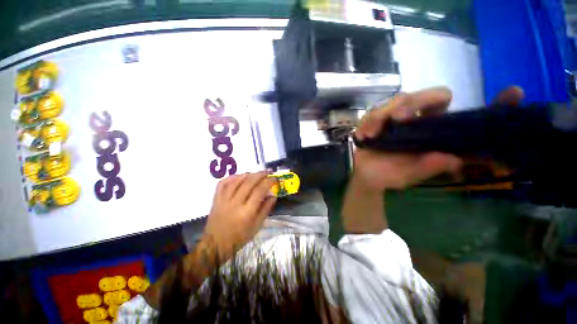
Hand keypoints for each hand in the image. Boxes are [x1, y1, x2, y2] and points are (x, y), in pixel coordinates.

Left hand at [202, 171, 276, 262]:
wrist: (215, 245)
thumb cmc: (239, 238)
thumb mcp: (257, 226)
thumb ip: (266, 209)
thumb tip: (273, 195)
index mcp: (247, 212)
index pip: (260, 191)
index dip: (269, 182)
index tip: (275, 179)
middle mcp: (235, 203)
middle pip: (249, 182)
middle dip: (260, 174)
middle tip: (268, 172)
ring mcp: (223, 200)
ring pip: (236, 181)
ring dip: (248, 174)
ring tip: (256, 173)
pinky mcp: (216, 199)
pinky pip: (223, 183)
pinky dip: (232, 177)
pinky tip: (239, 176)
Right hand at [353, 86, 524, 190]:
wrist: (368, 177)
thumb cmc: (391, 176)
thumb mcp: (412, 175)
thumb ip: (429, 168)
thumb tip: (450, 159)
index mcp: (435, 133)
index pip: (468, 116)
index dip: (491, 105)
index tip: (514, 93)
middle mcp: (420, 120)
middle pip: (430, 96)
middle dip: (417, 101)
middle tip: (401, 118)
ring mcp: (395, 119)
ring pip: (398, 101)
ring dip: (384, 114)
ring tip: (373, 133)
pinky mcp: (375, 122)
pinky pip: (372, 115)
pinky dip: (368, 123)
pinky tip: (364, 136)